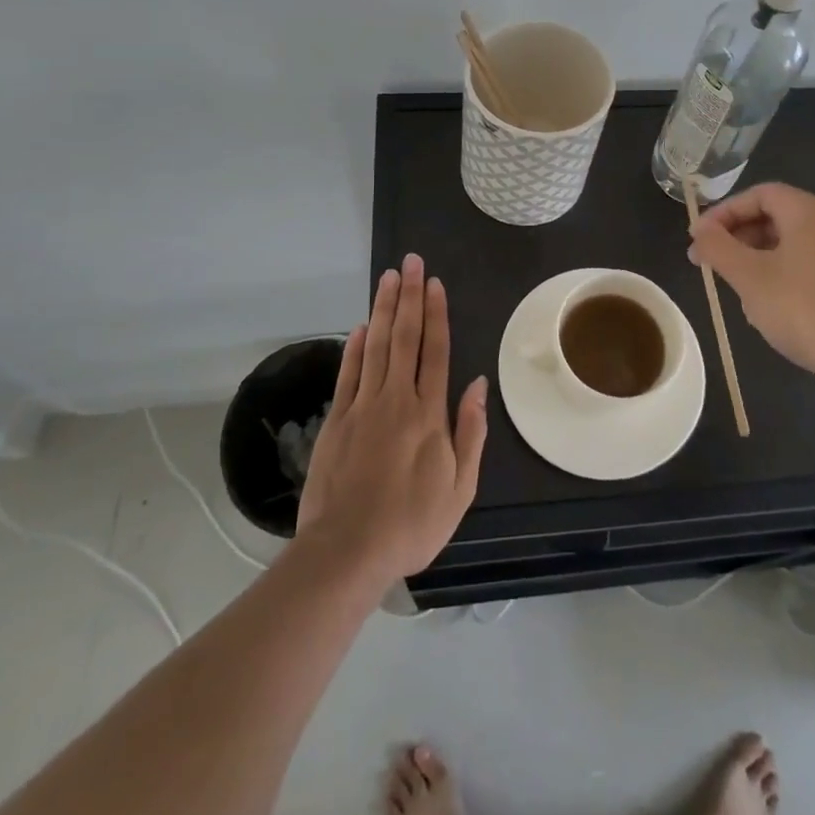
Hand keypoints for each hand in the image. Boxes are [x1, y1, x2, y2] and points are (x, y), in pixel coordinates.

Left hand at [296, 254, 487, 584]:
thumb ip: (470, 432)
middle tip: (411, 263)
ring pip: (376, 347)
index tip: (435, 284)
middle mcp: (397, 399)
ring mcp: (363, 407)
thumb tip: (477, 385)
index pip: (435, 351)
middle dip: (410, 297)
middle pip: (405, 338)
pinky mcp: (337, 420)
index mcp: (429, 414)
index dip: (436, 314)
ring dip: (383, 309)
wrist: (347, 552)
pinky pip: (349, 374)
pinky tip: (360, 326)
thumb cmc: (411, 523)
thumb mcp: (460, 488)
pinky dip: (355, 347)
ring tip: (388, 278)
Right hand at [688, 182, 814, 389]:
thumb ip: (718, 247)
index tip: (699, 239)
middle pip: (776, 217)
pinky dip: (785, 276)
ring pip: (792, 244)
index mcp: (809, 211)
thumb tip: (700, 229)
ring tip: (741, 292)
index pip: (758, 194)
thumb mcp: (749, 278)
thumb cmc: (806, 310)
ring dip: (759, 260)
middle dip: (739, 239)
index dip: (723, 212)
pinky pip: (812, 266)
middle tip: (713, 266)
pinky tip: (776, 309)